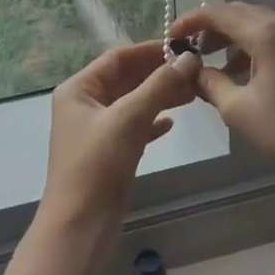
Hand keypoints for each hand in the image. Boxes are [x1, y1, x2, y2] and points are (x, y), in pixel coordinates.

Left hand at [42, 41, 199, 249]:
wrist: (80, 226)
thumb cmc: (97, 164)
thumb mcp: (128, 118)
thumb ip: (159, 86)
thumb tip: (189, 58)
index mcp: (79, 89)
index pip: (117, 58)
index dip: (149, 51)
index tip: (184, 48)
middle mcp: (85, 105)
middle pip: (126, 79)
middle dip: (159, 74)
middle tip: (195, 70)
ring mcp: (97, 130)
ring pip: (133, 103)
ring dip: (160, 96)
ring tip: (193, 92)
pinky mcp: (109, 153)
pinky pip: (134, 127)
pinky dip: (152, 122)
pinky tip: (172, 123)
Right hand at [168, 3, 274, 187]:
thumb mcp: (237, 109)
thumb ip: (209, 82)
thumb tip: (190, 70)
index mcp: (269, 33)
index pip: (220, 13)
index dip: (192, 20)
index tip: (171, 35)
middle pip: (240, 13)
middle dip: (212, 27)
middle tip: (188, 47)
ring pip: (259, 23)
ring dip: (232, 36)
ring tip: (211, 61)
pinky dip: (253, 45)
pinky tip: (240, 70)